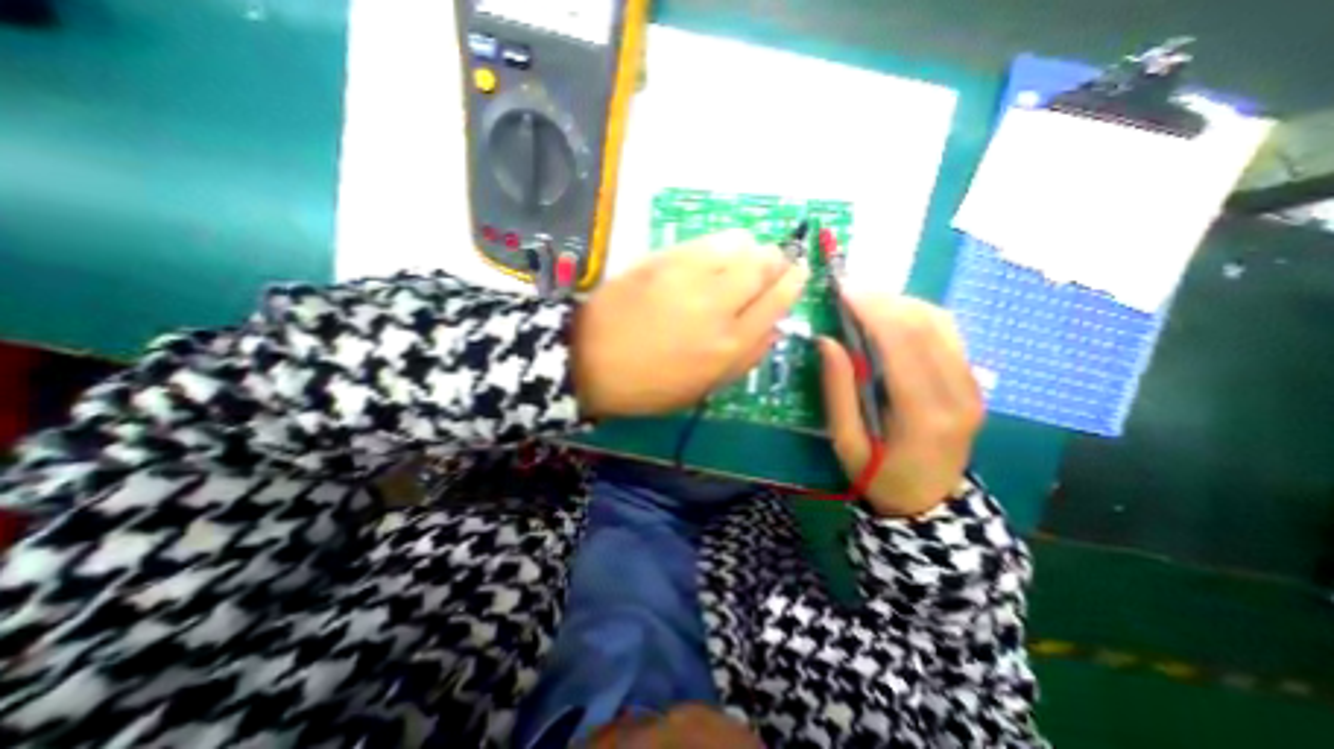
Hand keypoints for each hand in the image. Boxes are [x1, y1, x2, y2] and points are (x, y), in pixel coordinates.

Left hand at [570, 228, 802, 414]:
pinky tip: (715, 256)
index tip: (798, 272)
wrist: (590, 358)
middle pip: (765, 264)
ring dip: (751, 249)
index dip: (793, 282)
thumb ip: (745, 358)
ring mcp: (689, 276)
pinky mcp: (665, 259)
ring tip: (743, 261)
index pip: (778, 300)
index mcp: (729, 345)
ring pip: (740, 245)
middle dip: (777, 260)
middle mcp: (717, 304)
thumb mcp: (703, 388)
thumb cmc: (649, 384)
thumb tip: (774, 328)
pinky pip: (708, 241)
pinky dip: (722, 245)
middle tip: (772, 265)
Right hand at [820, 295, 982, 516]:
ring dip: (901, 303)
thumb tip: (827, 341)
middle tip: (849, 292)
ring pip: (941, 323)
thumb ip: (838, 391)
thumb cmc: (878, 475)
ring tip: (866, 301)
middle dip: (884, 300)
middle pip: (925, 325)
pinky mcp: (973, 380)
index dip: (873, 311)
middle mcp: (959, 392)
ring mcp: (973, 385)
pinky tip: (891, 317)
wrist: (929, 501)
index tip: (843, 292)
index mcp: (925, 413)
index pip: (903, 344)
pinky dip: (916, 315)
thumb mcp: (846, 442)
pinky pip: (947, 334)